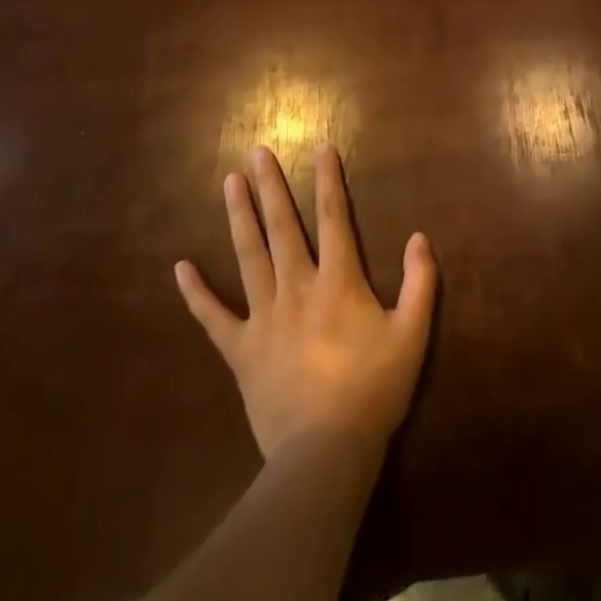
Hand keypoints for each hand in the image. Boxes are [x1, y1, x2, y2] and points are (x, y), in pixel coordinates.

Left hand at [175, 146, 437, 463]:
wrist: (324, 454)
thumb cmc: (373, 390)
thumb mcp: (412, 334)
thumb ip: (420, 282)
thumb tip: (419, 236)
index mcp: (338, 281)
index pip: (333, 217)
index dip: (329, 179)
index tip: (321, 146)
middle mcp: (297, 287)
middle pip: (282, 226)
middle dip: (271, 186)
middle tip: (258, 151)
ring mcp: (263, 317)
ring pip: (248, 256)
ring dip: (239, 216)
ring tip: (229, 182)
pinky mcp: (240, 350)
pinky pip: (213, 318)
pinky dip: (196, 293)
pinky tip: (180, 268)